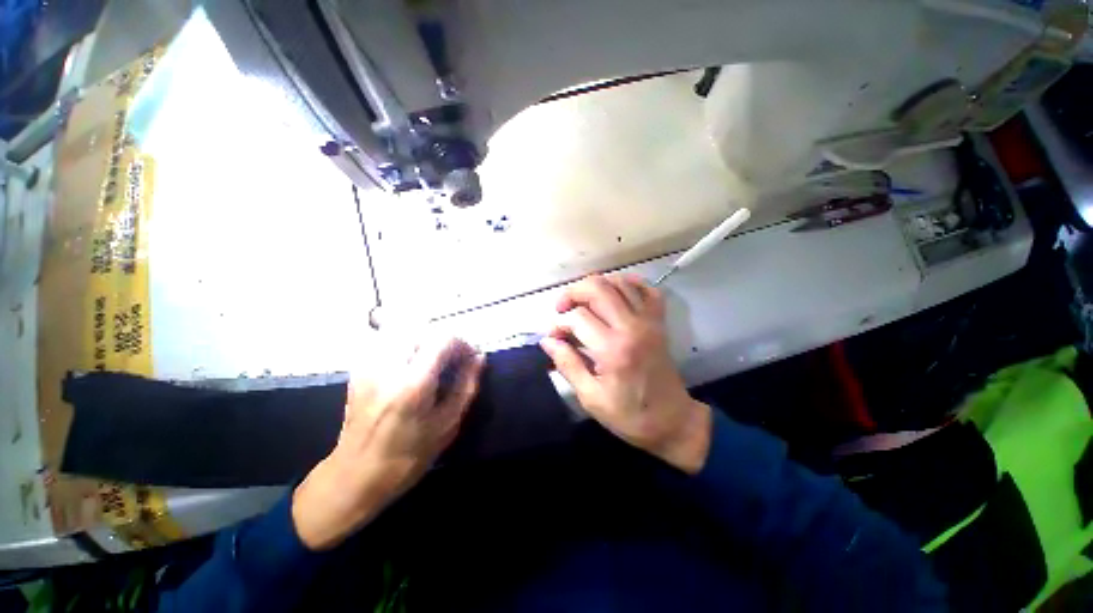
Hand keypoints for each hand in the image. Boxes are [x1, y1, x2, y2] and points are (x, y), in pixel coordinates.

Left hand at [292, 337, 484, 549]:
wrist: (355, 475)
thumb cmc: (408, 456)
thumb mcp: (447, 425)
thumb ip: (466, 386)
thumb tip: (479, 357)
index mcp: (413, 384)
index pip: (443, 339)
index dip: (462, 343)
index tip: (470, 358)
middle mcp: (389, 368)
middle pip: (424, 330)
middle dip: (444, 341)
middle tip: (453, 360)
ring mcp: (370, 367)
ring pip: (404, 331)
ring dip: (426, 341)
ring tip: (434, 360)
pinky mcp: (360, 369)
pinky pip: (388, 342)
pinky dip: (407, 345)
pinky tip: (411, 364)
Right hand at [540, 275, 711, 473]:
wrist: (673, 420)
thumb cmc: (630, 415)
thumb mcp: (591, 397)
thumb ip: (568, 365)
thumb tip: (547, 341)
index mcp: (613, 349)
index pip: (577, 318)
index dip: (559, 324)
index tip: (554, 337)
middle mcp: (632, 326)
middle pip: (597, 288)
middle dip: (573, 293)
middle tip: (562, 308)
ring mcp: (649, 320)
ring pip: (619, 282)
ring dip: (596, 285)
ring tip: (584, 302)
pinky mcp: (659, 321)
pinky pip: (645, 288)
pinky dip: (627, 283)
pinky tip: (613, 294)